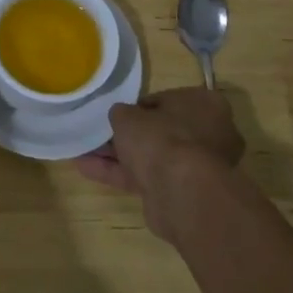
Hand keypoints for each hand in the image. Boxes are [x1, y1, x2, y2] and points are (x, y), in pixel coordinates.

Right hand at [74, 87, 245, 239]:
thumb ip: (122, 113)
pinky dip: (121, 174)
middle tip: (99, 134)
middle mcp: (209, 134)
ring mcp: (198, 166)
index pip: (166, 100)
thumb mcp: (129, 115)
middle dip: (128, 135)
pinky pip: (148, 178)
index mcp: (205, 105)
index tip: (118, 113)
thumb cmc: (161, 139)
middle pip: (160, 131)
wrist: (181, 192)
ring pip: (153, 157)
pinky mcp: (184, 192)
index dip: (138, 107)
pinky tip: (87, 169)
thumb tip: (121, 117)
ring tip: (84, 152)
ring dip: (119, 156)